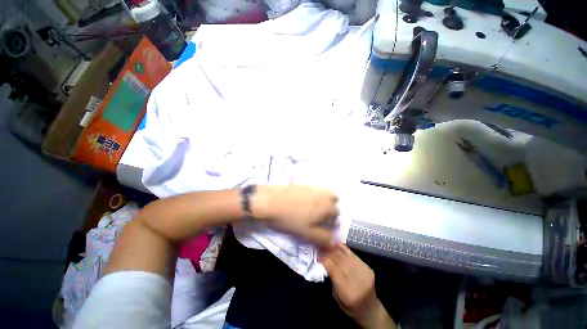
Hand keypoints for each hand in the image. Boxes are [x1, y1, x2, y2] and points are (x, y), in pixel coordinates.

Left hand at [251, 185, 338, 247]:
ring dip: (323, 202)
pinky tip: (304, 200)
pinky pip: (316, 190)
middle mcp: (324, 195)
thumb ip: (323, 237)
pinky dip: (315, 195)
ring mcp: (314, 187)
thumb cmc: (290, 219)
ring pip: (326, 195)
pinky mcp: (305, 183)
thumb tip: (334, 241)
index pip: (337, 216)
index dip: (330, 223)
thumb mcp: (308, 233)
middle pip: (334, 203)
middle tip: (317, 217)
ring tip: (312, 209)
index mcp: (327, 207)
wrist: (271, 201)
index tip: (321, 226)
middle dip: (329, 211)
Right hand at [321, 244, 395, 328]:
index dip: (325, 260)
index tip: (318, 254)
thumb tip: (324, 261)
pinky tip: (337, 244)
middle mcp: (358, 281)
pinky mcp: (368, 268)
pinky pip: (353, 255)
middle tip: (321, 245)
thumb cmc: (349, 306)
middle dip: (329, 252)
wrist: (370, 309)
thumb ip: (332, 278)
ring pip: (347, 256)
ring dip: (336, 248)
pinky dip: (344, 249)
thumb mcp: (336, 296)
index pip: (334, 271)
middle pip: (341, 261)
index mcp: (348, 293)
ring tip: (327, 243)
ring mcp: (365, 273)